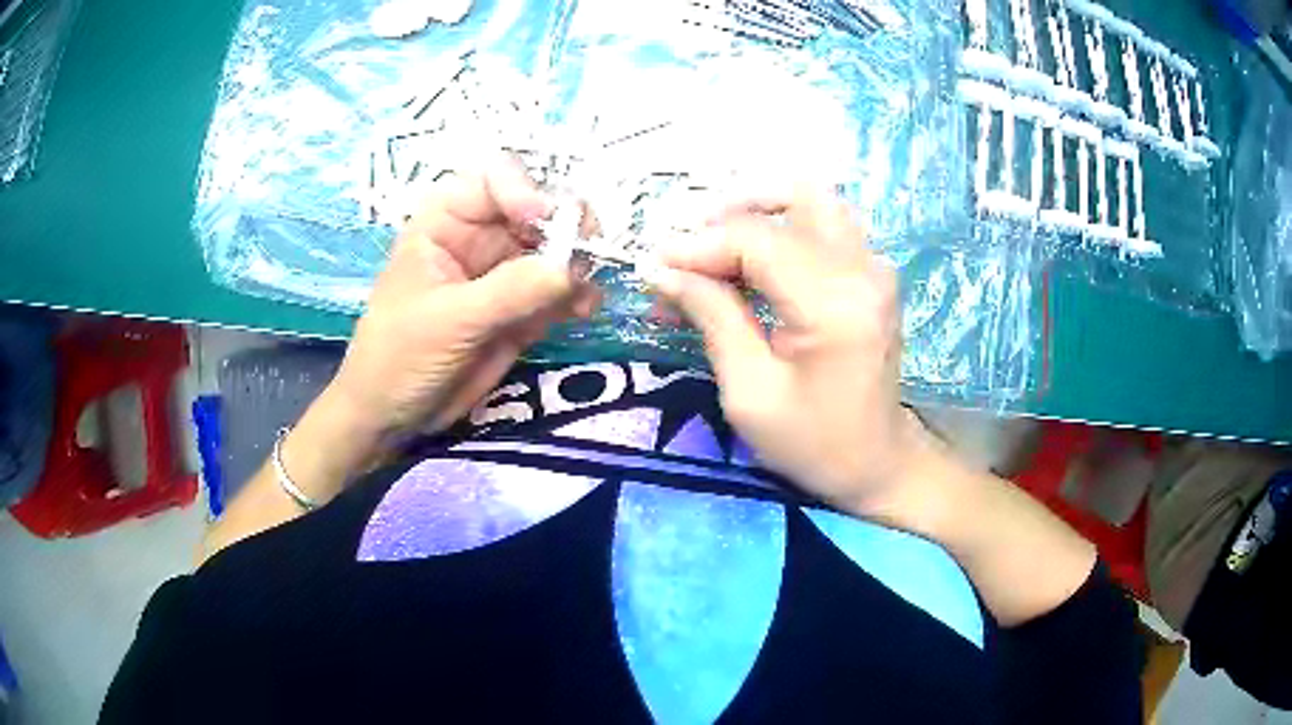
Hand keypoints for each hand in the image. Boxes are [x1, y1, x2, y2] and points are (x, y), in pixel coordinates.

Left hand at [324, 155, 597, 448]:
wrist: (392, 417)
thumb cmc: (398, 357)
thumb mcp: (448, 321)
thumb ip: (509, 292)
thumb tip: (571, 269)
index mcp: (446, 221)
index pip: (496, 178)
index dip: (525, 190)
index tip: (543, 222)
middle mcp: (479, 237)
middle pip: (537, 209)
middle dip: (567, 227)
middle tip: (588, 254)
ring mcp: (502, 273)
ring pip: (555, 250)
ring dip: (578, 264)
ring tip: (584, 295)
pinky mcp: (520, 309)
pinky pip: (558, 290)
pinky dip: (576, 295)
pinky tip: (582, 311)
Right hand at [651, 188, 939, 527]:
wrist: (876, 463)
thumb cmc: (812, 443)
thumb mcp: (749, 393)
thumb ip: (711, 317)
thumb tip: (662, 271)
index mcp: (834, 304)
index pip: (755, 239)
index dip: (696, 245)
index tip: (653, 266)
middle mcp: (863, 269)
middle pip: (790, 198)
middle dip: (727, 213)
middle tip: (686, 250)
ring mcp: (873, 266)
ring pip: (809, 199)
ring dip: (754, 212)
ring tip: (711, 250)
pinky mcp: (870, 272)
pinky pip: (819, 224)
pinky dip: (776, 230)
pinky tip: (744, 264)